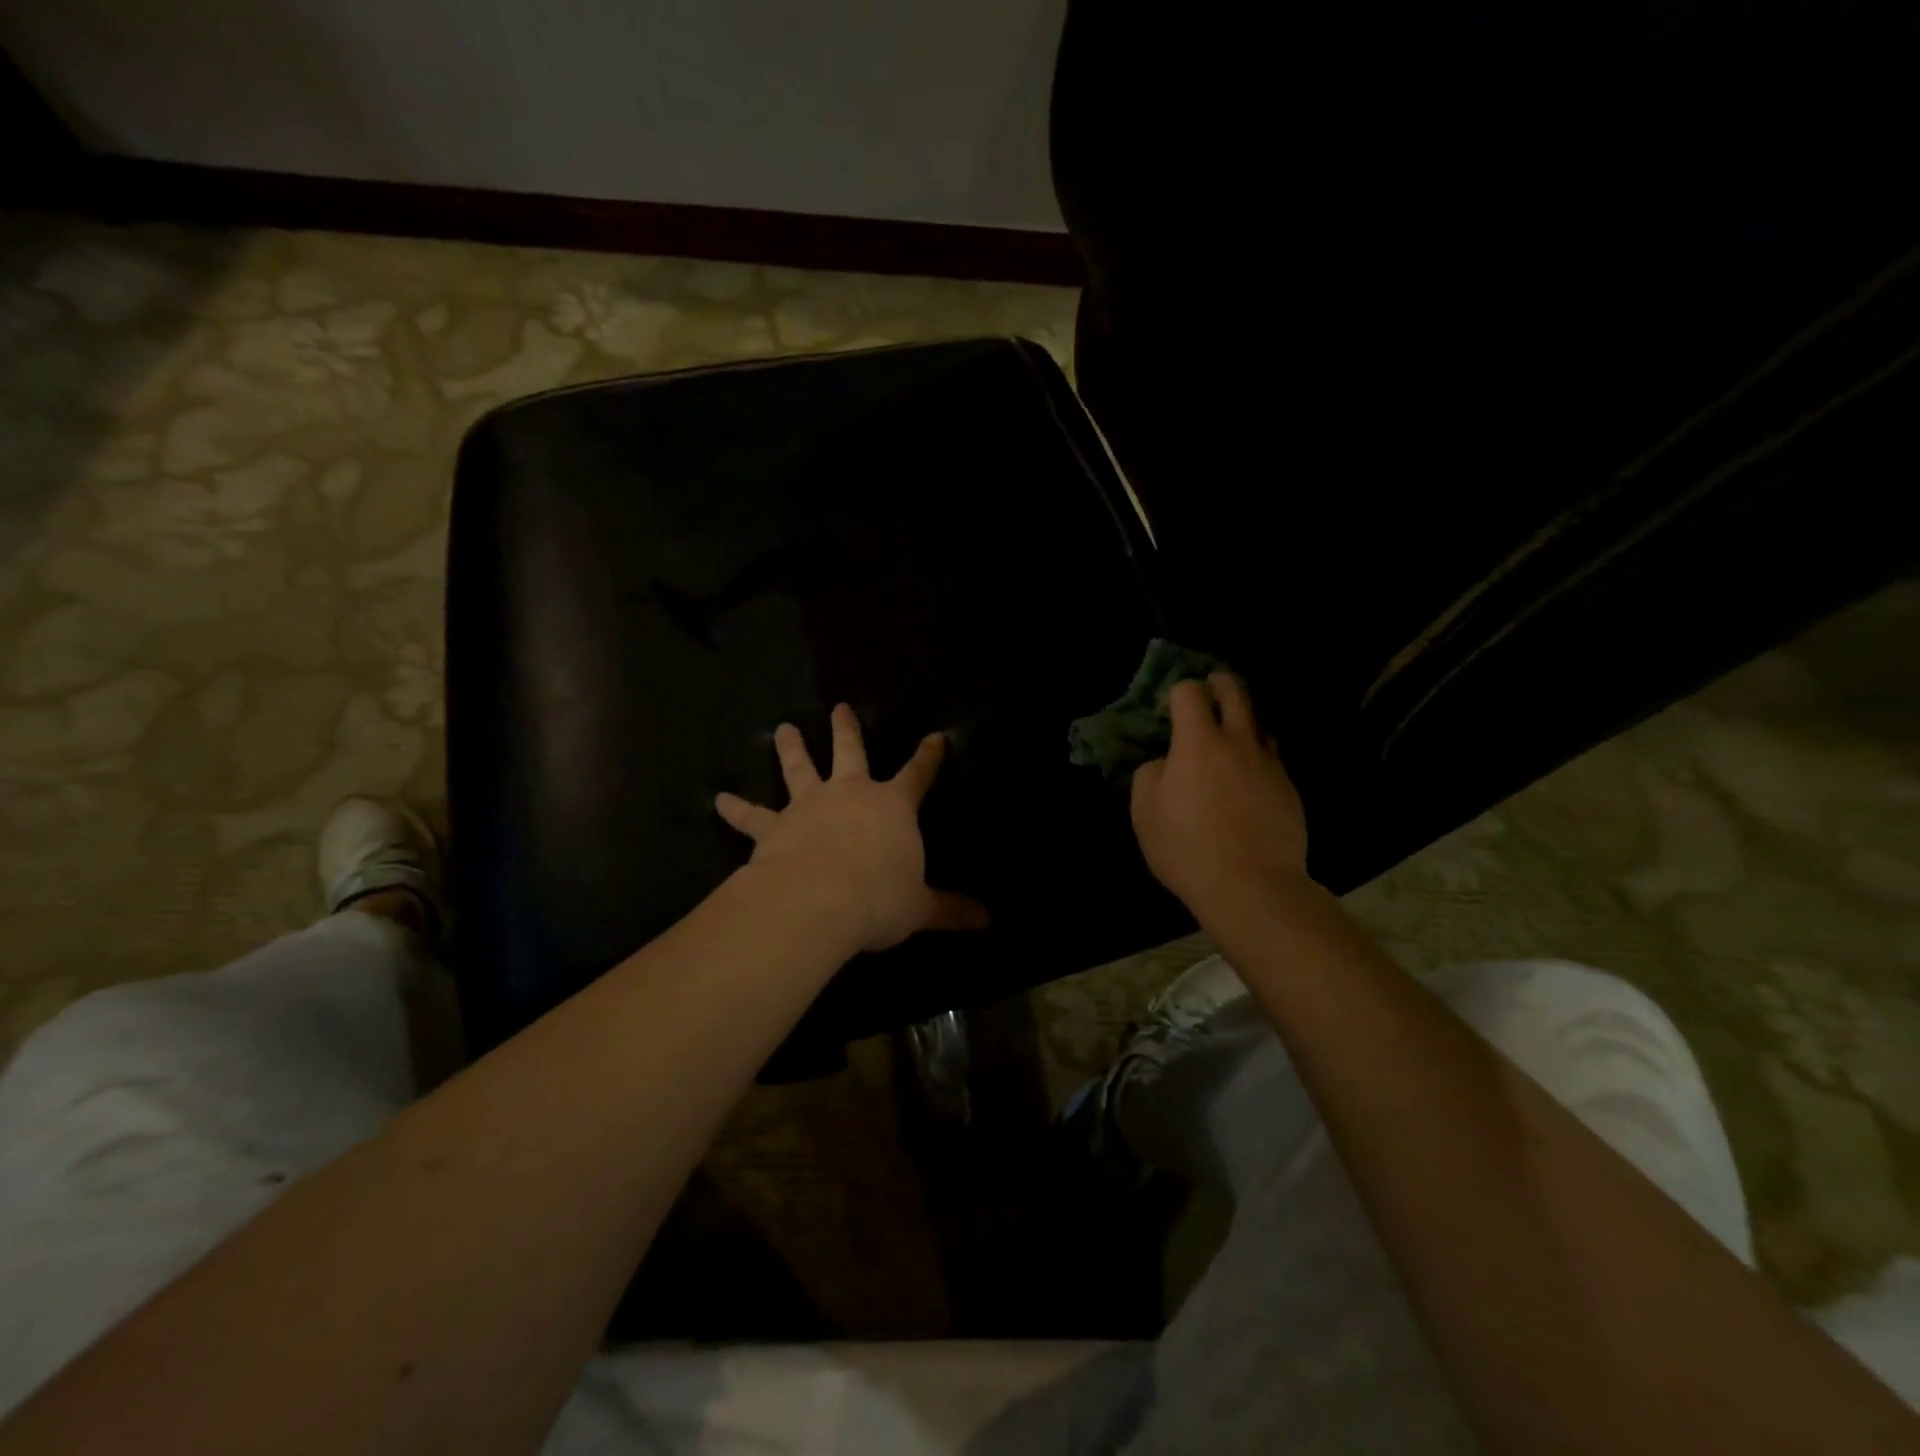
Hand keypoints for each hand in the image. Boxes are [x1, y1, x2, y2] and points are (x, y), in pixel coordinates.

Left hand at [715, 704, 989, 952]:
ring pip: (799, 769)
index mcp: (892, 807)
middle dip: (847, 730)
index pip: (918, 775)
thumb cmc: (878, 897)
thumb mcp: (920, 907)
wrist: (818, 900)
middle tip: (840, 707)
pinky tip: (719, 800)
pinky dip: (736, 809)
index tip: (935, 737)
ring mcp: (809, 806)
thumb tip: (988, 920)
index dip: (928, 756)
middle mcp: (850, 795)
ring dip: (791, 749)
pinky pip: (752, 816)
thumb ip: (951, 910)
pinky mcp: (774, 827)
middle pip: (850, 753)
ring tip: (784, 729)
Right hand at [1131, 673, 1309, 915]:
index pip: (1190, 692)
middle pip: (1236, 693)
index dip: (1178, 691)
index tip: (1171, 706)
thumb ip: (1150, 774)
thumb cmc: (1187, 847)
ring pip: (1261, 723)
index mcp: (1198, 742)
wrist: (1252, 885)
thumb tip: (1165, 762)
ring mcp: (1270, 764)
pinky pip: (1272, 758)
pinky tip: (1249, 777)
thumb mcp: (1144, 812)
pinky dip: (1259, 756)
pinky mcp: (1290, 789)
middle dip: (1221, 683)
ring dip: (1245, 718)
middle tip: (1211, 687)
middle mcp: (1238, 742)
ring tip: (1233, 731)